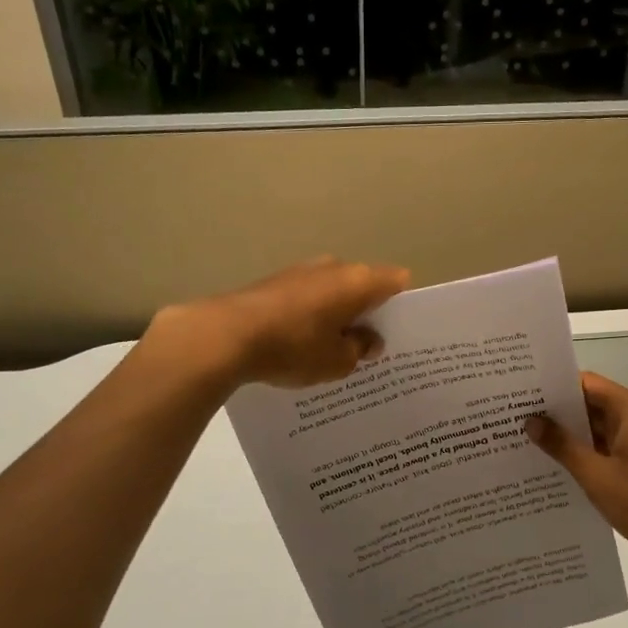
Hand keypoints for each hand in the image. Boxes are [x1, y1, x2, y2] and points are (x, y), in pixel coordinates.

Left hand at [149, 258, 410, 390]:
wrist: (226, 335)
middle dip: (367, 312)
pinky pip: (306, 298)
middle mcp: (332, 267)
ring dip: (336, 314)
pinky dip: (310, 316)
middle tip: (367, 348)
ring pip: (332, 292)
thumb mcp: (337, 361)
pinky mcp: (274, 282)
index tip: (398, 332)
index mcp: (357, 281)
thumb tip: (368, 340)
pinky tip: (302, 343)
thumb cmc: (294, 347)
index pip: (395, 282)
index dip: (401, 306)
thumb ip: (360, 349)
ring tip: (333, 349)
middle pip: (362, 286)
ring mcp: (300, 271)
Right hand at [526, 372, 627, 589]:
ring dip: (564, 437)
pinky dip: (578, 457)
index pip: (586, 383)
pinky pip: (600, 454)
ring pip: (593, 432)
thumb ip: (562, 446)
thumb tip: (531, 420)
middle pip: (588, 405)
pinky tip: (547, 468)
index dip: (553, 384)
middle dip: (553, 412)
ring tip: (520, 441)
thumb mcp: (598, 475)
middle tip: (510, 417)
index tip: (518, 391)